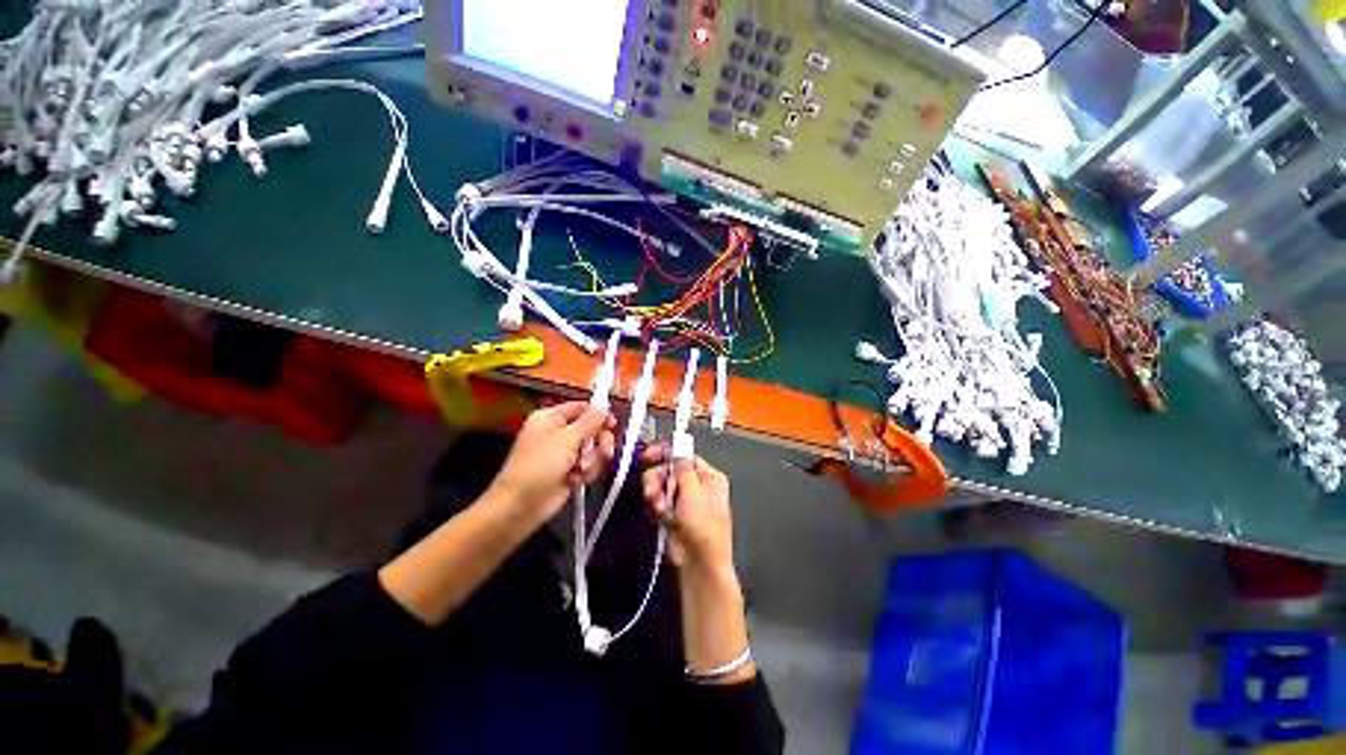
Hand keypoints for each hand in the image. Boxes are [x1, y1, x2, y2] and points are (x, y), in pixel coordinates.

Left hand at [488, 402, 615, 524]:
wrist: (520, 507)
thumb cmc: (537, 467)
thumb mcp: (566, 440)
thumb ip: (589, 421)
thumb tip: (603, 403)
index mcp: (551, 418)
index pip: (582, 408)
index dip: (599, 414)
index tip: (612, 423)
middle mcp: (559, 432)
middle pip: (592, 428)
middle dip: (599, 441)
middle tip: (604, 451)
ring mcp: (565, 453)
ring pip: (594, 448)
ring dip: (592, 460)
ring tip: (580, 470)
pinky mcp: (570, 471)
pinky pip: (590, 465)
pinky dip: (587, 473)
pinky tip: (576, 480)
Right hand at [640, 446, 734, 576]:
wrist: (699, 564)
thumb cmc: (703, 526)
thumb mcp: (692, 491)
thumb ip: (681, 466)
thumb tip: (678, 444)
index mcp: (709, 476)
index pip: (685, 455)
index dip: (666, 453)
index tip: (648, 455)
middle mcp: (697, 485)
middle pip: (670, 470)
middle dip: (658, 479)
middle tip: (651, 491)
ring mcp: (685, 500)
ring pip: (662, 486)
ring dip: (656, 495)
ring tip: (658, 508)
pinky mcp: (674, 514)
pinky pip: (659, 502)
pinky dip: (657, 508)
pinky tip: (660, 517)